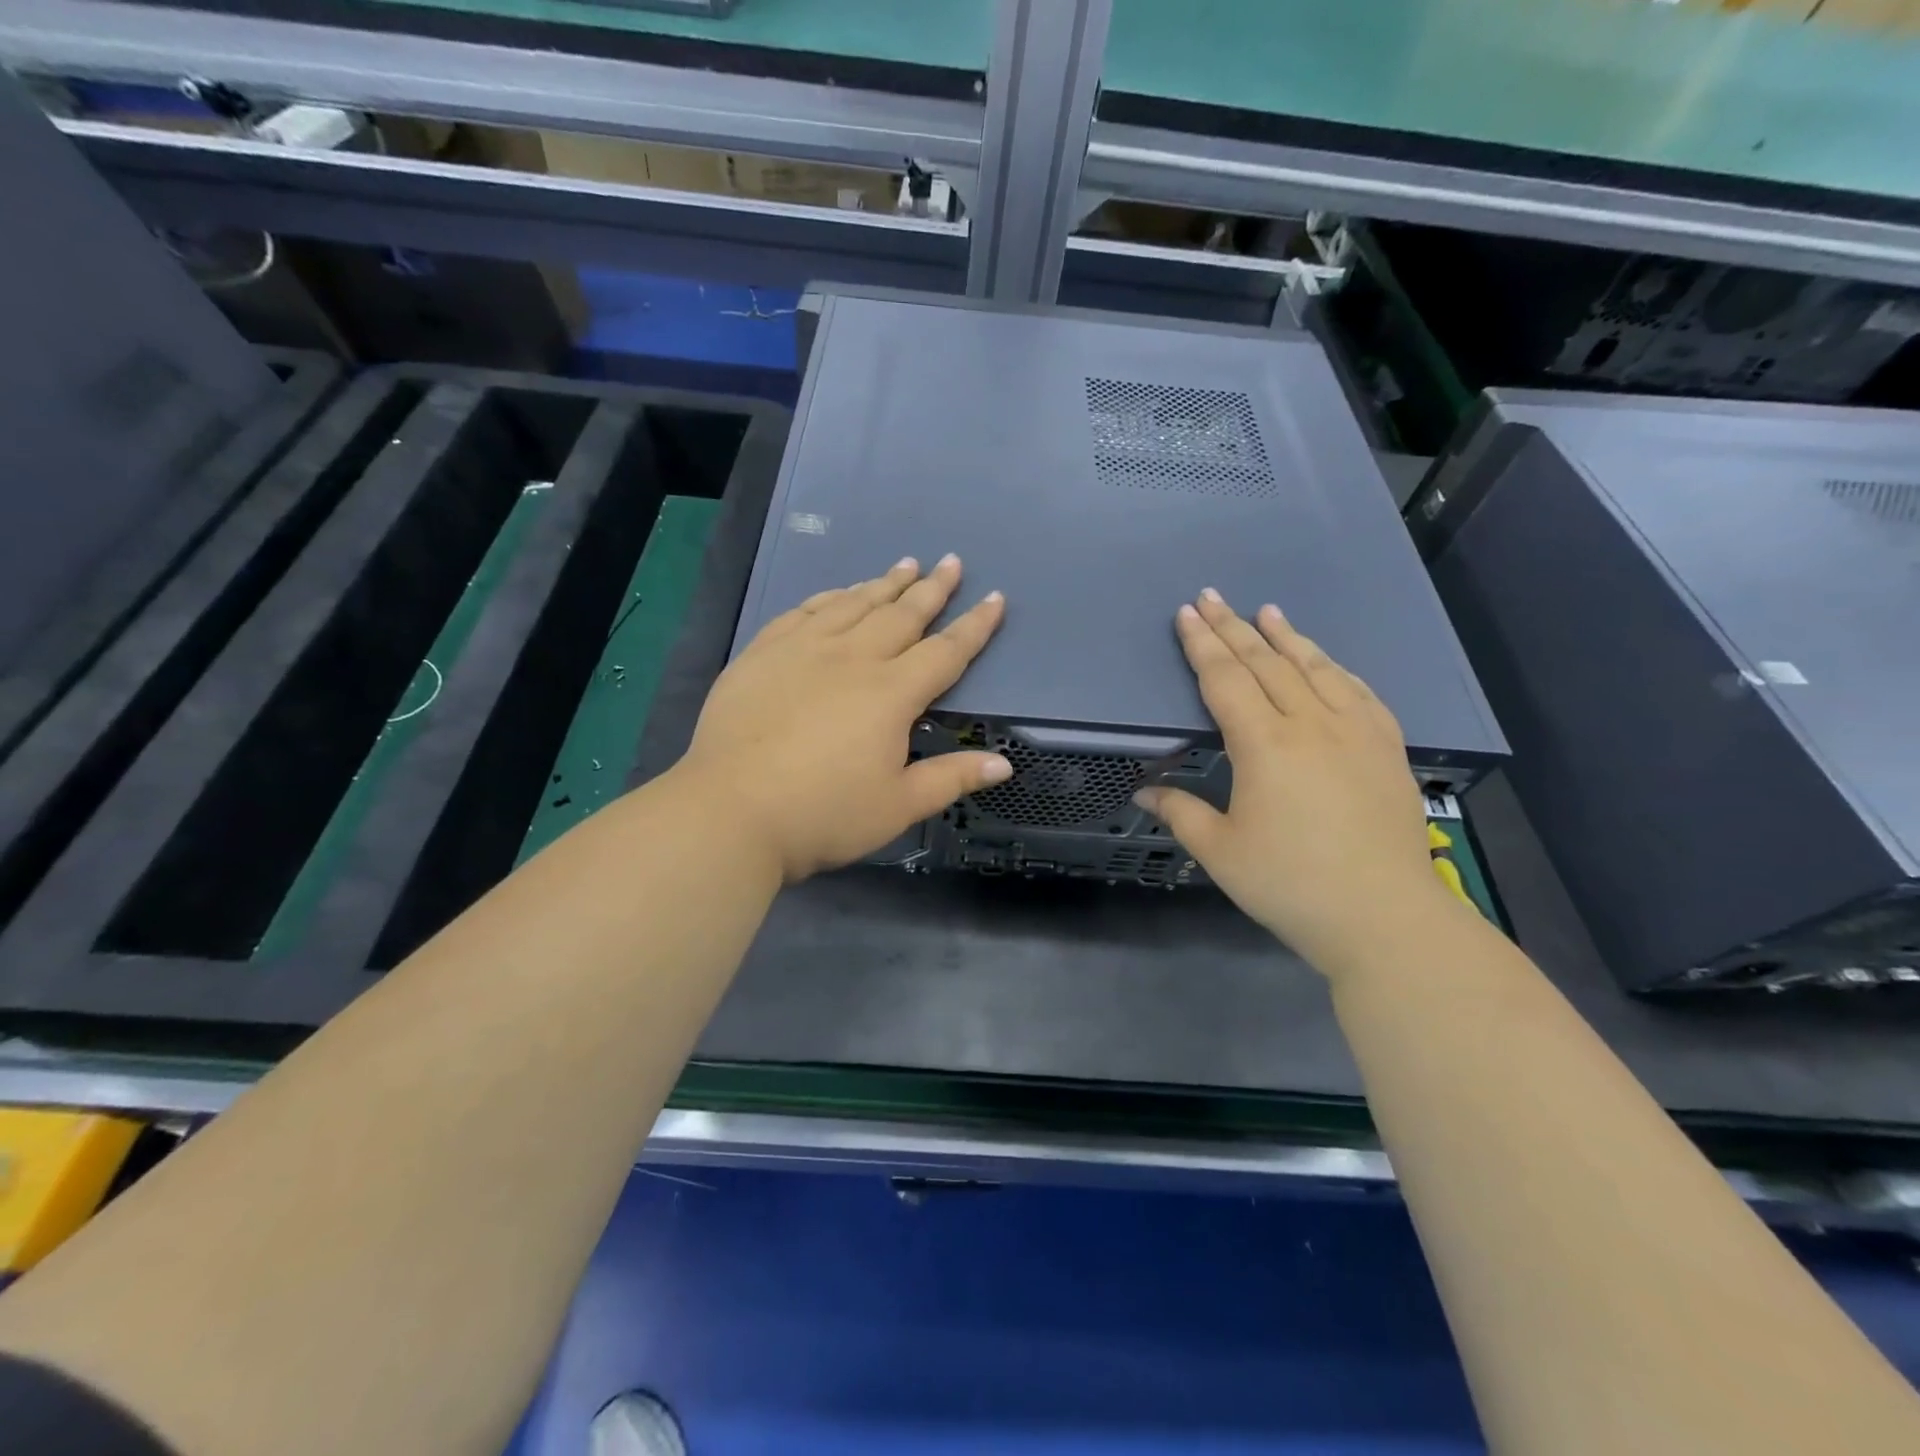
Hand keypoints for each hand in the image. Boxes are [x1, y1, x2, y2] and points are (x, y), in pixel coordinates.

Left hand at [674, 554, 1010, 882]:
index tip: (995, 598)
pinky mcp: (762, 654)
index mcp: (891, 694)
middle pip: (901, 615)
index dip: (975, 625)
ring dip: (883, 584)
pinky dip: (828, 597)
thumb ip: (952, 779)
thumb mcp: (898, 806)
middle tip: (950, 562)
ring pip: (853, 604)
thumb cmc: (824, 814)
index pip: (946, 651)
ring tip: (904, 565)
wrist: (731, 812)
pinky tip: (838, 593)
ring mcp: (802, 650)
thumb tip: (1004, 765)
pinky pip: (803, 612)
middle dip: (931, 588)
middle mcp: (852, 658)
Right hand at [1135, 590, 1455, 975]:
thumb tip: (1143, 791)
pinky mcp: (1386, 747)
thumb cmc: (1289, 884)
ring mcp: (1355, 731)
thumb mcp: (1220, 852)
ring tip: (1266, 611)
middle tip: (1211, 597)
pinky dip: (1335, 668)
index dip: (1202, 645)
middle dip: (1233, 627)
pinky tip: (1325, 660)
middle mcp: (1310, 724)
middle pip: (1265, 663)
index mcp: (1263, 745)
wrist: (1384, 916)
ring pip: (1315, 668)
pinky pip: (1358, 692)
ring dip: (1286, 637)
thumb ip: (1180, 812)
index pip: (1225, 679)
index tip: (1187, 614)